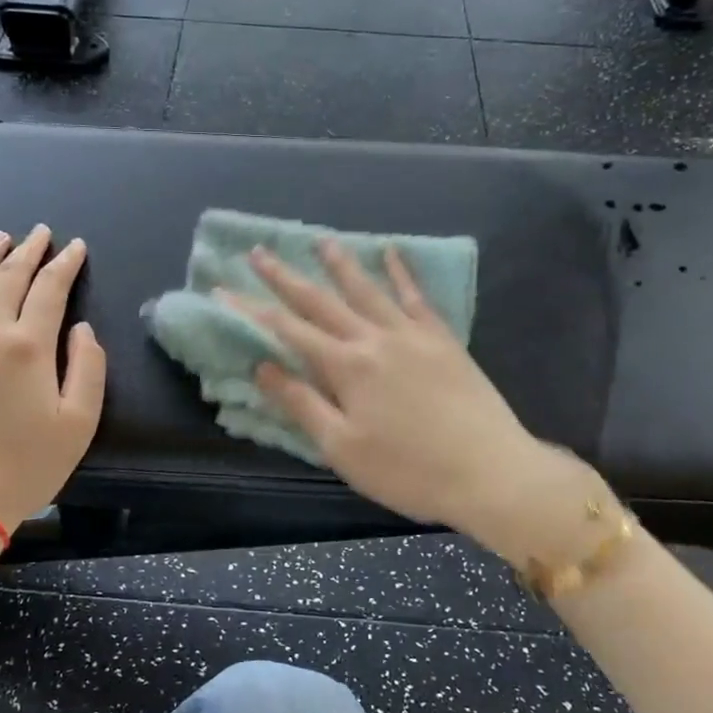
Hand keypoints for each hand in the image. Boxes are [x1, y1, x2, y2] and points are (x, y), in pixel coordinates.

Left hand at [0, 227, 106, 532]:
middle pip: (8, 278)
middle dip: (29, 251)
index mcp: (29, 346)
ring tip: (1, 238)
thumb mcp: (79, 423)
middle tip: (42, 232)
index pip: (50, 289)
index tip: (75, 247)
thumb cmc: (26, 466)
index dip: (66, 264)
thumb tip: (81, 329)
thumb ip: (88, 368)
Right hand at [235, 242, 597, 553]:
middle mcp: (374, 339)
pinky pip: (416, 297)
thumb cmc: (409, 471)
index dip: (251, 309)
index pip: (287, 330)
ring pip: (367, 290)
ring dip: (340, 264)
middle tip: (258, 252)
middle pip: (321, 302)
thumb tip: (263, 366)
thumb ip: (301, 403)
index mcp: (346, 367)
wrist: (490, 472)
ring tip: (321, 241)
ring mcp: (412, 335)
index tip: (222, 290)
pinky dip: (401, 273)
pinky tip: (393, 253)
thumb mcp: (343, 448)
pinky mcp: (442, 340)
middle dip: (285, 277)